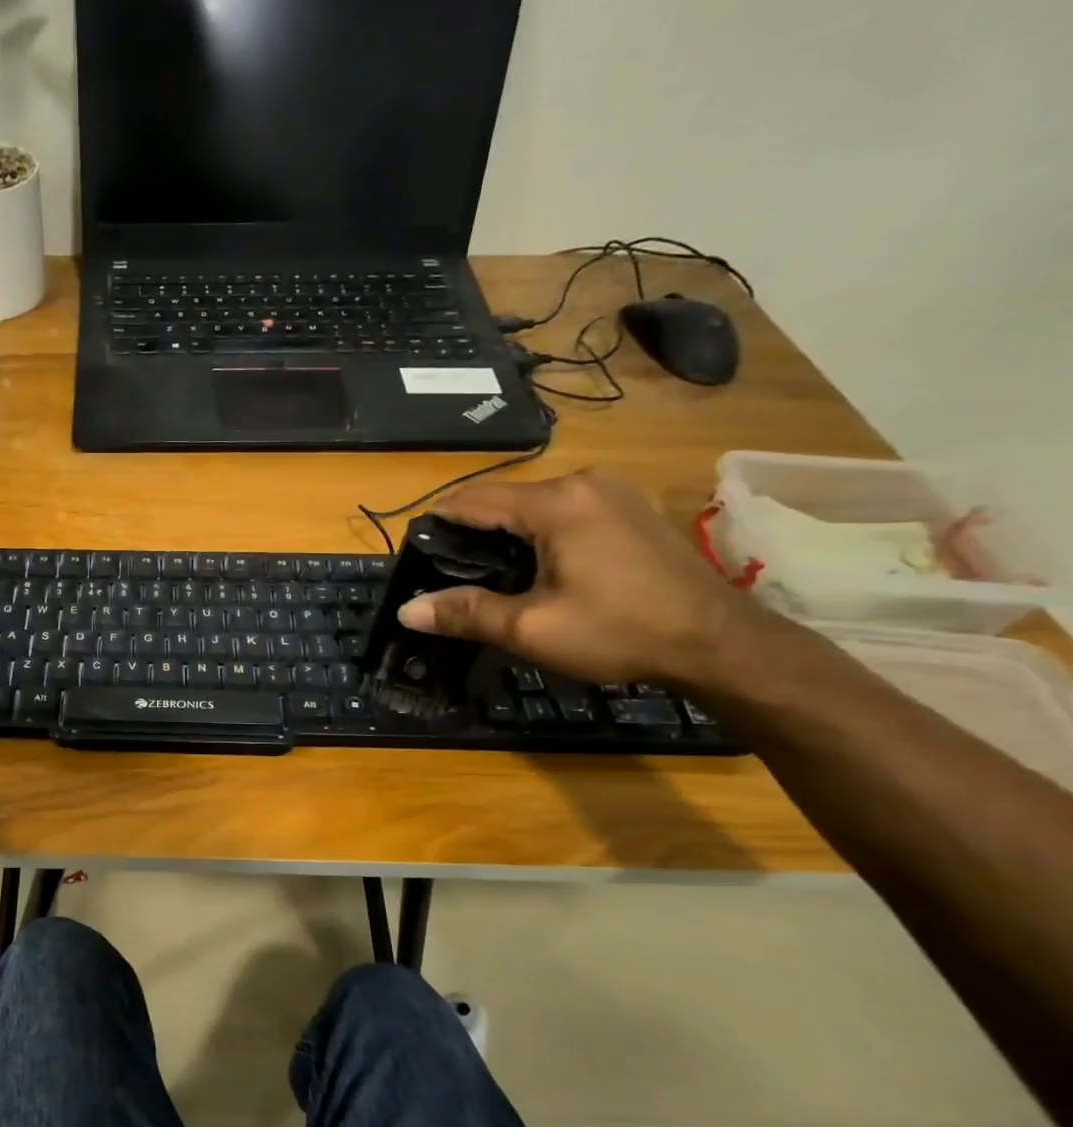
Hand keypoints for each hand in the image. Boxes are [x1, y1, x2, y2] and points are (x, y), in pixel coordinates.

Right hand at [396, 470, 775, 687]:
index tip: (414, 550)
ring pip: (535, 506)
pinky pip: (566, 512)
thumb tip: (406, 611)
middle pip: (504, 500)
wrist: (721, 643)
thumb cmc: (619, 631)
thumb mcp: (531, 628)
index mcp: (555, 503)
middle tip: (448, 572)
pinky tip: (537, 568)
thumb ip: (465, 613)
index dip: (437, 522)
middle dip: (472, 532)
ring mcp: (612, 493)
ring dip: (506, 534)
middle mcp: (582, 484)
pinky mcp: (632, 510)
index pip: (473, 499)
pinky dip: (539, 534)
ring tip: (486, 574)